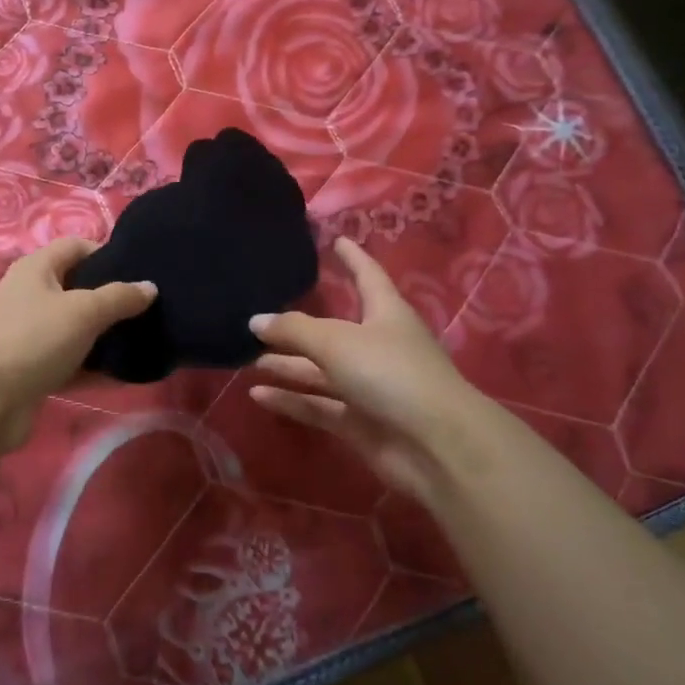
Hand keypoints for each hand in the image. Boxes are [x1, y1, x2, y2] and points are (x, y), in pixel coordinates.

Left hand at [0, 237, 156, 447]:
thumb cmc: (34, 339)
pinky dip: (93, 367)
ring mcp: (29, 334)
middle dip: (111, 298)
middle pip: (77, 288)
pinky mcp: (31, 369)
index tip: (140, 272)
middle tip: (148, 308)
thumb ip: (120, 297)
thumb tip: (150, 287)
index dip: (107, 254)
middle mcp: (29, 296)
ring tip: (143, 340)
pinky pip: (70, 362)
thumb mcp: (84, 311)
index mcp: (36, 269)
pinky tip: (124, 375)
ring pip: (75, 328)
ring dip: (105, 336)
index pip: (76, 247)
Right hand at [250, 238, 497, 505]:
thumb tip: (255, 320)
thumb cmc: (391, 373)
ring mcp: (370, 387)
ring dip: (288, 365)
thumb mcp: (337, 341)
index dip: (352, 258)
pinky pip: (318, 406)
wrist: (436, 445)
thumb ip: (293, 329)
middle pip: (333, 330)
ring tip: (248, 357)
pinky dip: (291, 400)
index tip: (336, 240)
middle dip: (299, 325)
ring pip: (321, 370)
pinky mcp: (360, 422)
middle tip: (260, 315)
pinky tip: (257, 394)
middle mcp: (378, 346)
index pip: (367, 276)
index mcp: (385, 314)